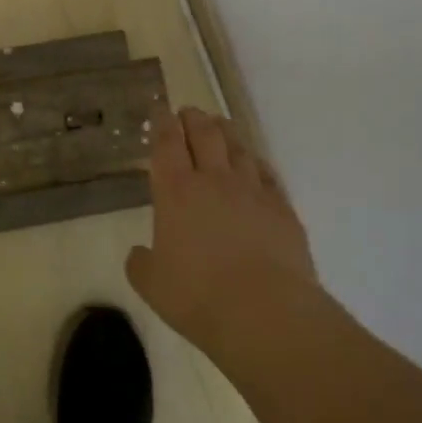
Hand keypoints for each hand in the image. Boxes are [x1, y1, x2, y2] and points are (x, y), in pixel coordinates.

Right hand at [127, 105, 317, 340]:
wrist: (265, 312)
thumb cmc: (198, 297)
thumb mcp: (152, 285)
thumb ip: (141, 264)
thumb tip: (139, 253)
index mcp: (176, 192)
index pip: (166, 144)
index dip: (161, 123)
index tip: (159, 110)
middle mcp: (214, 180)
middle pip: (204, 134)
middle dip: (193, 118)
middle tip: (188, 111)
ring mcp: (252, 191)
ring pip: (238, 148)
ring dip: (226, 132)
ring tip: (220, 124)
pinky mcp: (282, 208)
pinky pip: (267, 174)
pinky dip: (256, 162)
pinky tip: (254, 163)